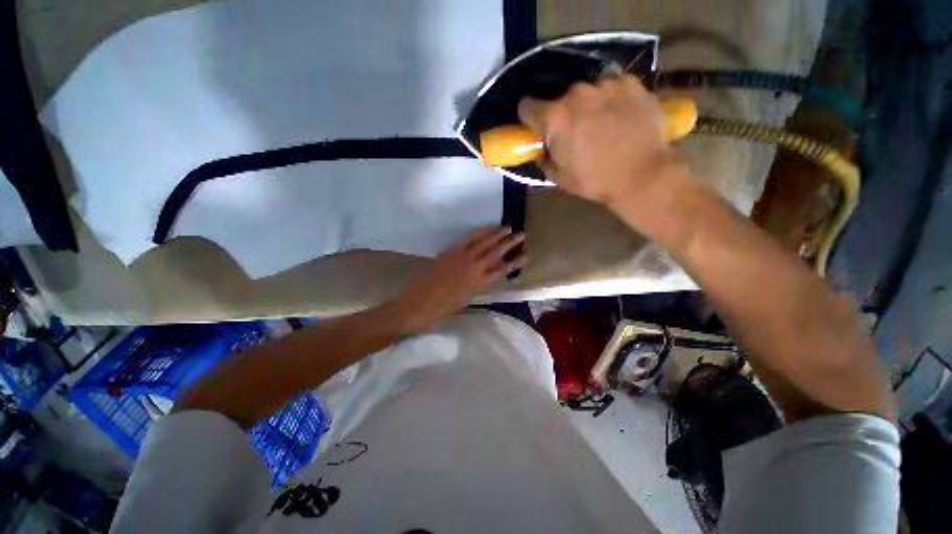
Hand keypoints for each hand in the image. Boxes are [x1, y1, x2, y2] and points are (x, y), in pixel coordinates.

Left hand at [390, 227, 525, 334]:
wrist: (416, 305)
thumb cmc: (440, 311)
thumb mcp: (463, 303)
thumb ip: (475, 288)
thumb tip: (484, 278)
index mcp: (478, 284)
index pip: (501, 270)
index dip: (514, 263)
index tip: (525, 255)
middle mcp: (473, 269)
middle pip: (495, 253)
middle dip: (509, 243)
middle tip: (521, 235)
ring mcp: (461, 258)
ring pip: (483, 243)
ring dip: (496, 235)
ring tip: (508, 228)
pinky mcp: (450, 252)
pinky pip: (468, 239)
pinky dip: (479, 233)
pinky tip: (486, 229)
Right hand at [518, 76, 680, 206]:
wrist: (643, 174)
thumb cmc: (595, 180)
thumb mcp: (559, 177)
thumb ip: (543, 159)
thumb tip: (542, 149)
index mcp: (554, 118)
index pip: (526, 106)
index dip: (529, 118)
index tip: (537, 128)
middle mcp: (576, 93)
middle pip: (559, 99)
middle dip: (563, 114)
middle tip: (576, 132)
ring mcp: (605, 84)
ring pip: (586, 91)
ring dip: (588, 104)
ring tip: (601, 123)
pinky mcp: (630, 82)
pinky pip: (611, 85)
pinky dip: (611, 97)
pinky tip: (620, 114)